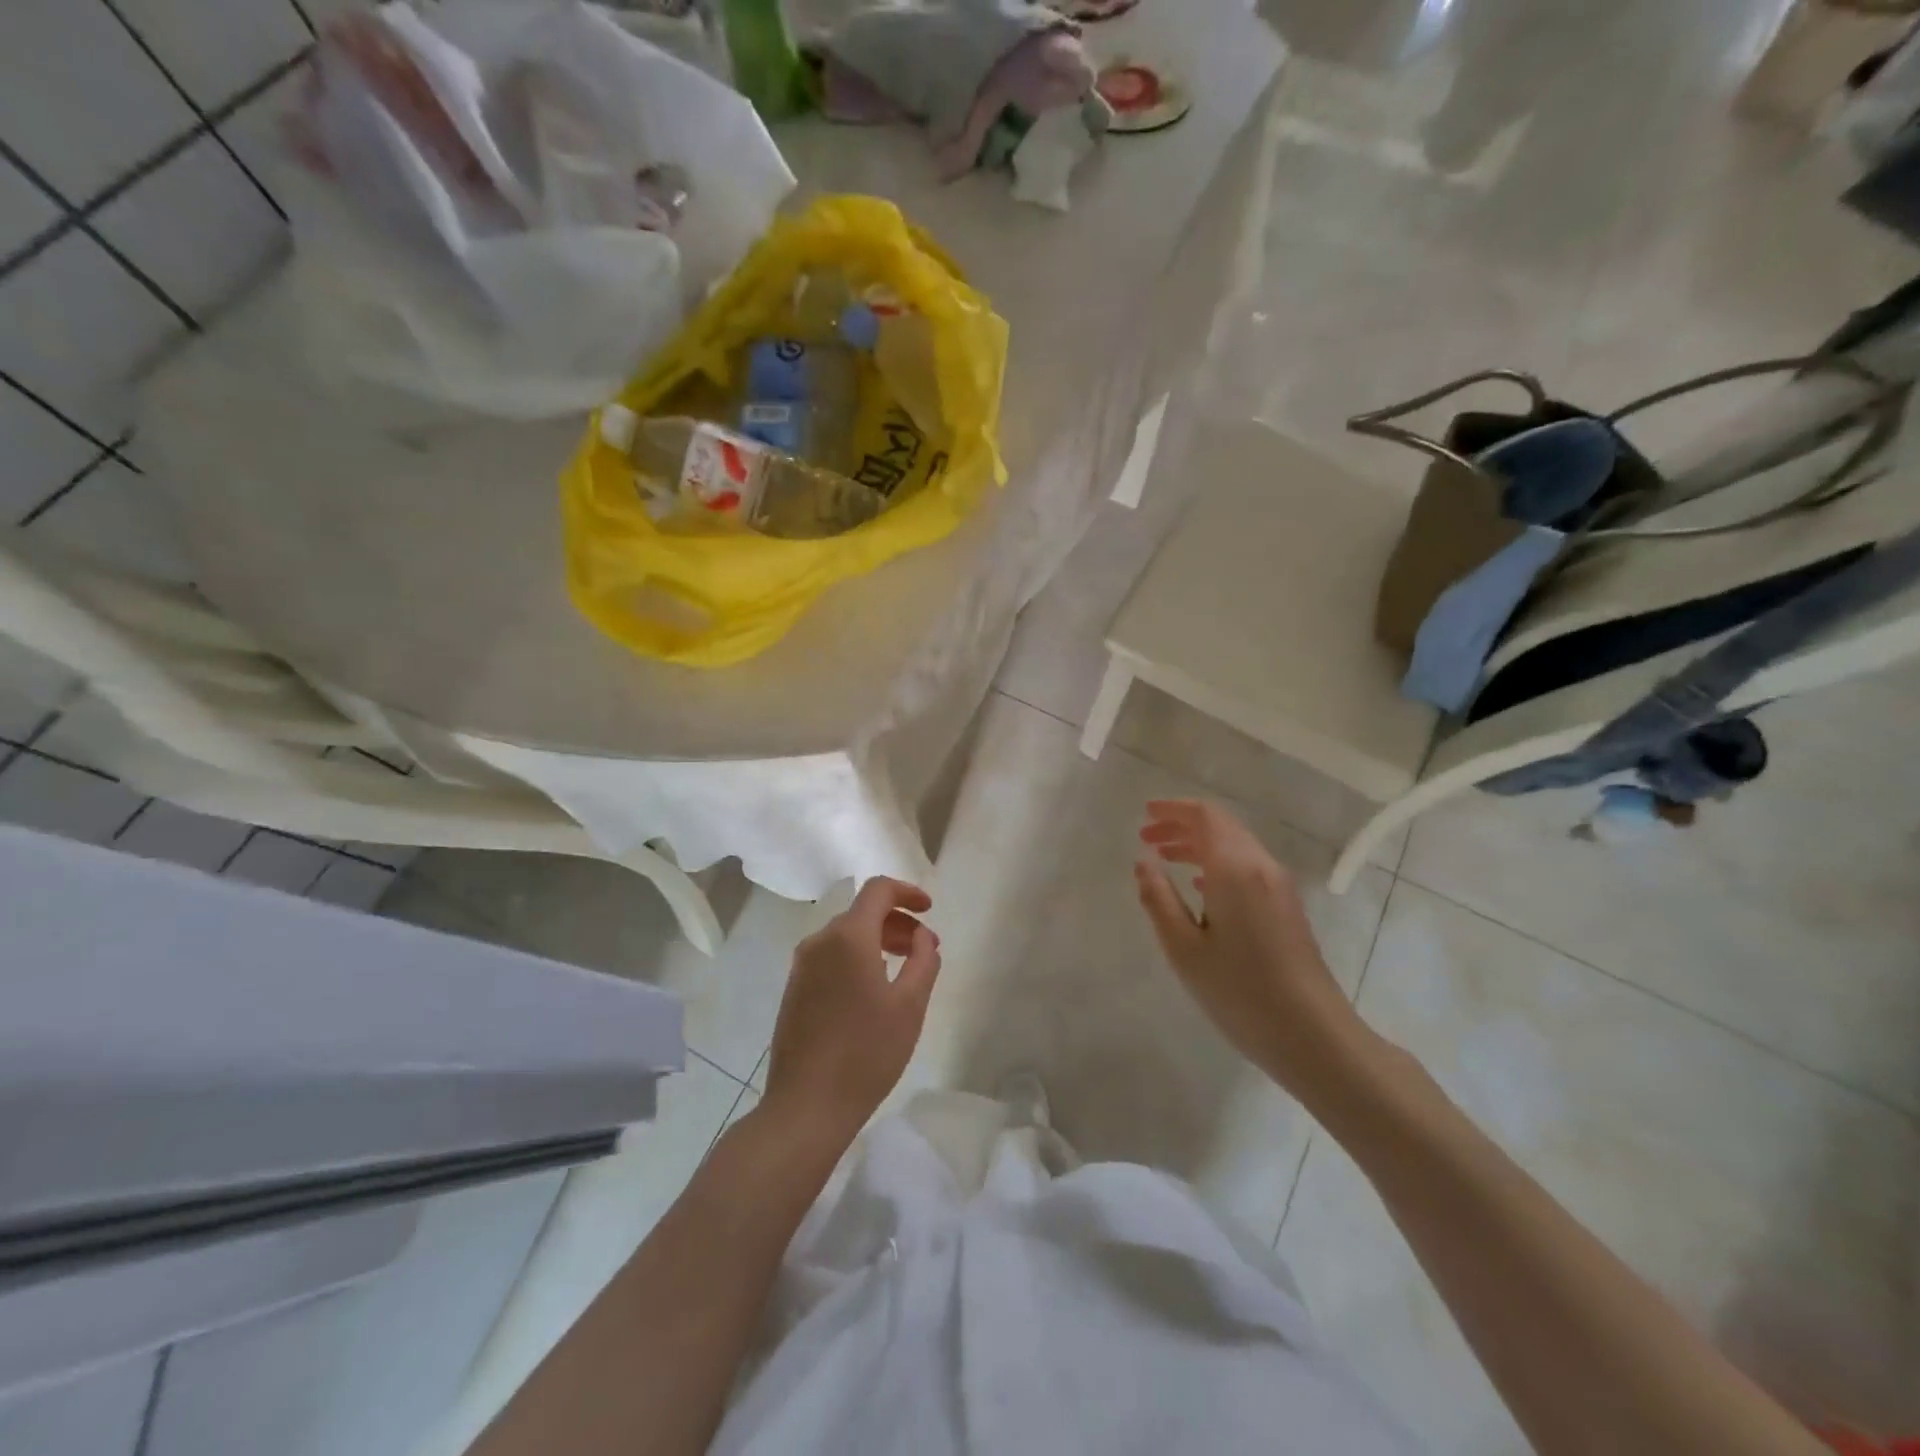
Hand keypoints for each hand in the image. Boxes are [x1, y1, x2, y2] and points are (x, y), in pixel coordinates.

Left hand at [763, 877, 942, 1145]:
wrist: (806, 1106)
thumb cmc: (866, 1052)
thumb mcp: (910, 1005)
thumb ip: (923, 959)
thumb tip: (922, 935)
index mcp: (848, 937)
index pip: (878, 890)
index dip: (907, 892)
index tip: (930, 910)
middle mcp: (819, 942)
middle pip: (862, 913)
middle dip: (897, 922)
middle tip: (925, 948)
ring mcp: (802, 967)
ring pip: (846, 936)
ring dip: (878, 941)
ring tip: (904, 970)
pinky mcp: (794, 990)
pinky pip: (831, 957)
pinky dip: (857, 958)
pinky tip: (873, 991)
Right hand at [1134, 799, 1370, 1099]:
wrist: (1313, 1035)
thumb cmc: (1240, 991)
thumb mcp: (1184, 948)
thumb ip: (1158, 899)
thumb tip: (1143, 862)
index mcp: (1235, 869)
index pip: (1205, 816)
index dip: (1173, 809)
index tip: (1144, 814)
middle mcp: (1261, 867)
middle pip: (1221, 827)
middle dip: (1182, 826)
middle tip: (1146, 837)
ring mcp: (1279, 887)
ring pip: (1235, 847)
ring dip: (1198, 845)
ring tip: (1164, 859)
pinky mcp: (1287, 908)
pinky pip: (1247, 868)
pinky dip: (1217, 864)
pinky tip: (1199, 888)